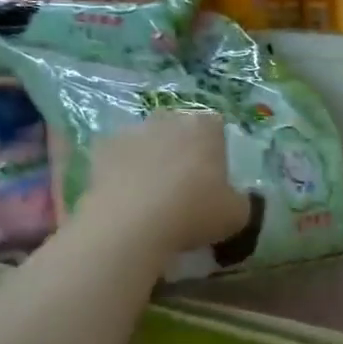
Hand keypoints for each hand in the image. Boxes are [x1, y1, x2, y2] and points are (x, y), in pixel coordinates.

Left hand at [81, 110, 250, 260]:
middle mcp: (169, 119)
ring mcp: (132, 131)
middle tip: (183, 184)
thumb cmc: (193, 213)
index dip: (216, 149)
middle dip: (181, 148)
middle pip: (179, 127)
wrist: (131, 224)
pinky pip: (117, 156)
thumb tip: (234, 199)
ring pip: (146, 140)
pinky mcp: (102, 148)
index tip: (214, 175)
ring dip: (150, 157)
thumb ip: (240, 201)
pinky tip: (125, 197)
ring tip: (150, 193)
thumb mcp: (236, 216)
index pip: (216, 126)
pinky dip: (121, 170)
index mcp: (205, 127)